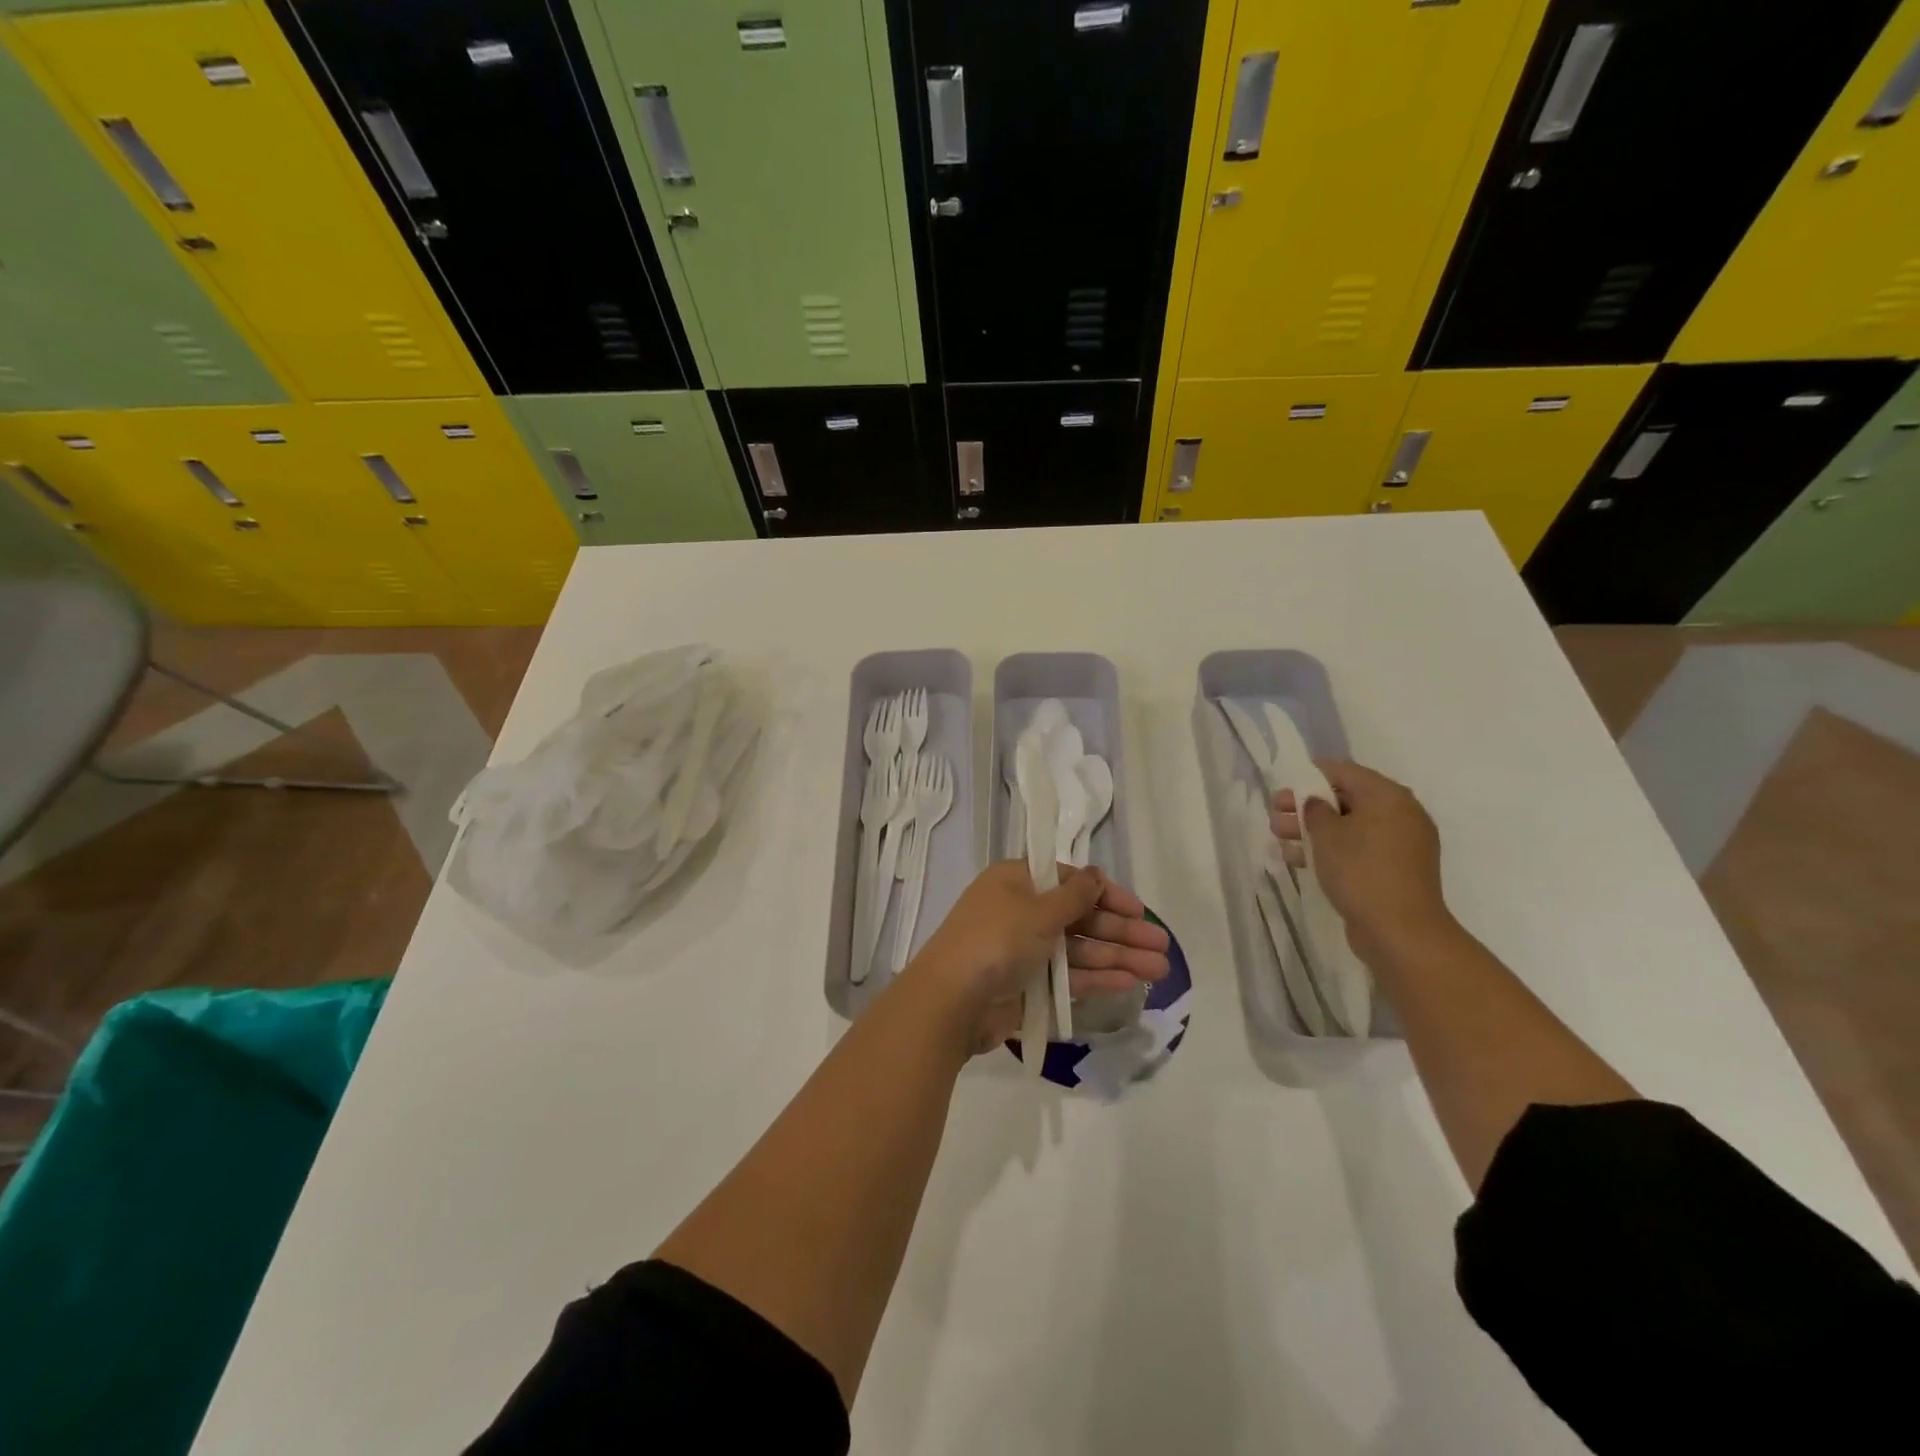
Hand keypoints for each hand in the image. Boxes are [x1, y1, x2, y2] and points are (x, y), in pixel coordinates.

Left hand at [908, 861, 1170, 1053]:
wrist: (951, 1001)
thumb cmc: (995, 940)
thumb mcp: (1038, 910)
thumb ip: (1075, 895)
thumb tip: (1096, 874)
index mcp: (1017, 881)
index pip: (1070, 881)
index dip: (1106, 895)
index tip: (1138, 912)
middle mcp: (1021, 911)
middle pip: (1079, 917)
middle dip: (1121, 931)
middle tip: (1162, 946)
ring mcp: (1024, 950)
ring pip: (1079, 949)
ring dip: (1117, 957)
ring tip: (1159, 970)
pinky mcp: (1027, 985)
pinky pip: (1068, 976)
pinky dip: (1096, 977)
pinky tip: (1129, 983)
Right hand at [1270, 760, 1455, 964]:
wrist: (1401, 931)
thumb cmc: (1360, 871)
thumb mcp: (1327, 834)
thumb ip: (1315, 810)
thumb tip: (1317, 803)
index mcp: (1388, 797)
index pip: (1345, 771)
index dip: (1311, 775)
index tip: (1284, 784)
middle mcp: (1400, 815)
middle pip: (1346, 799)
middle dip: (1307, 806)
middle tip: (1276, 813)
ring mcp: (1400, 845)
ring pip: (1349, 827)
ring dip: (1313, 830)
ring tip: (1279, 838)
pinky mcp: (1394, 871)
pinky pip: (1357, 850)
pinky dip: (1330, 850)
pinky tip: (1297, 859)